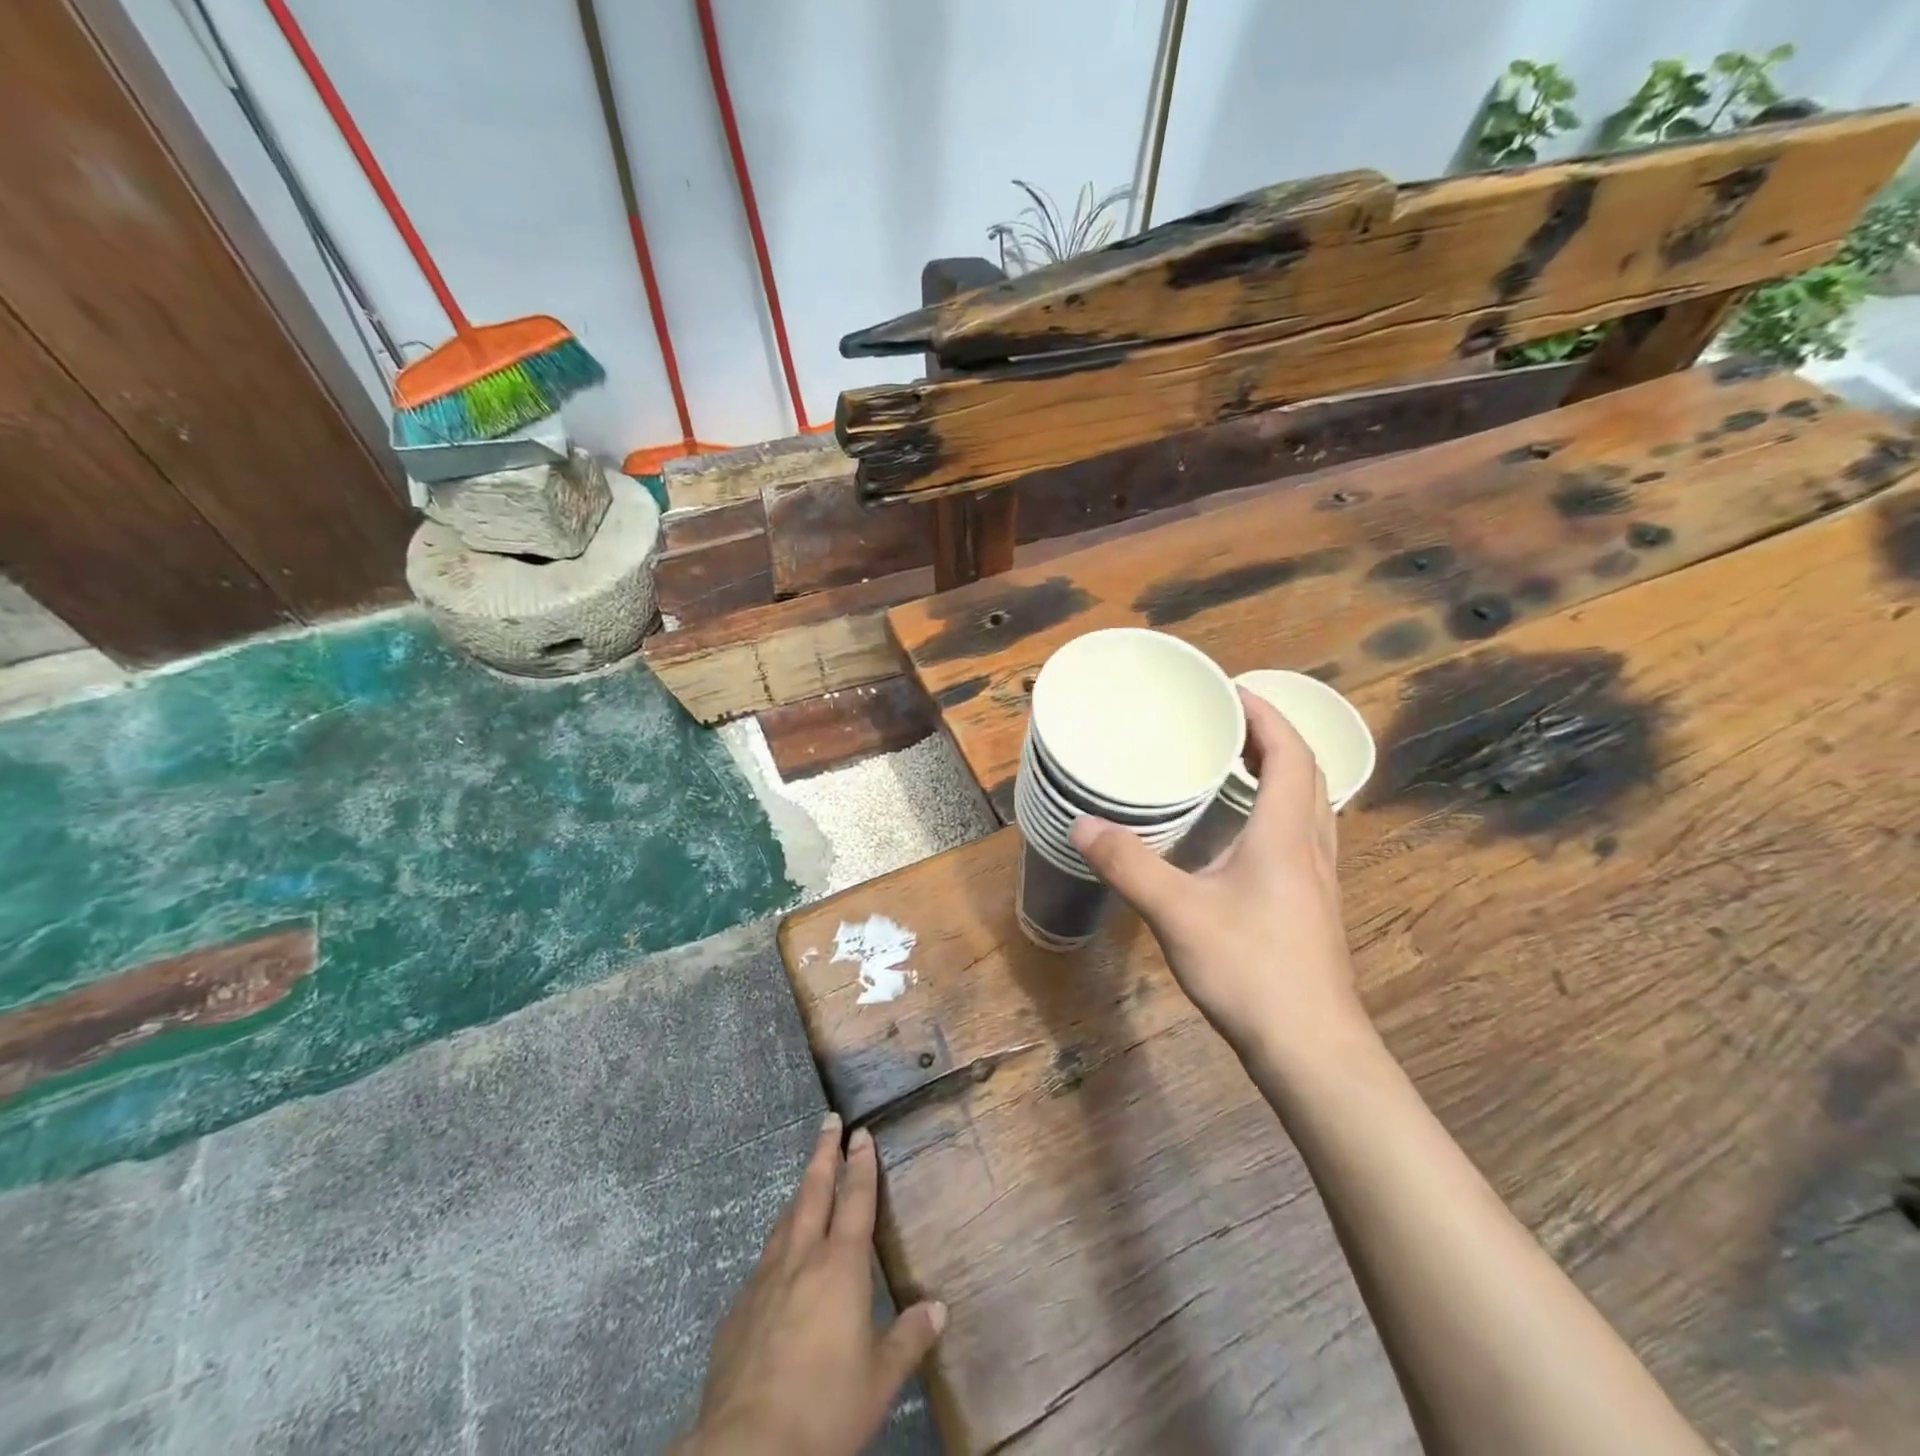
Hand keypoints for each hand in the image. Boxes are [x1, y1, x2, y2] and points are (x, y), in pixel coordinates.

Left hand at [676, 1114, 944, 1455]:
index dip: (861, 1164)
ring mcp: (765, 1280)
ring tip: (807, 1178)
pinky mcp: (739, 1309)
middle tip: (828, 1121)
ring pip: (785, 1220)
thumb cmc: (826, 1407)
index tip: (860, 1132)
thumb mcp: (879, 1381)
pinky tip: (778, 1259)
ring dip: (799, 1193)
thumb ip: (909, 1339)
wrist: (747, 1448)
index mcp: (840, 1265)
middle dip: (824, 1153)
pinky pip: (764, 1260)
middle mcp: (801, 1258)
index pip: (855, 1199)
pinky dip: (778, 1243)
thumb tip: (938, 1309)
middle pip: (814, 1191)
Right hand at [1070, 689, 1370, 1066]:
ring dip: (1280, 774)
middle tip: (1227, 725)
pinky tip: (1243, 836)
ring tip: (1235, 768)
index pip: (1290, 753)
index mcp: (1286, 834)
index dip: (1266, 716)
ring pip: (1311, 806)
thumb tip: (1083, 825)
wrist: (1311, 1049)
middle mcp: (1311, 847)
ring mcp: (1318, 880)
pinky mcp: (1311, 907)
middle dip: (1271, 738)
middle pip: (1306, 773)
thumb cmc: (1250, 969)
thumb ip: (1129, 864)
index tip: (1232, 692)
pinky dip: (1278, 812)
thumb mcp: (1177, 912)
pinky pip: (1302, 836)